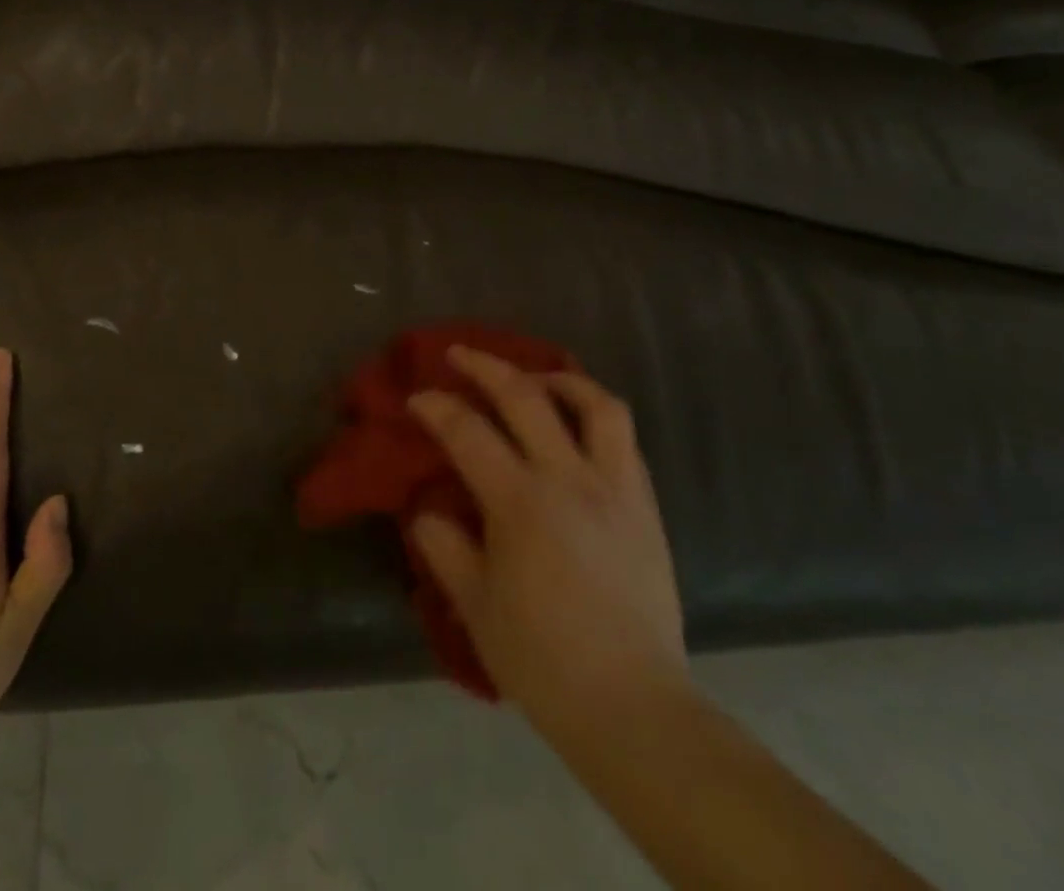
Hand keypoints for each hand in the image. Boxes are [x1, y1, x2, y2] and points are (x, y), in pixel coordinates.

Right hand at [408, 347, 686, 737]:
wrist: (633, 707)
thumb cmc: (543, 660)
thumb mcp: (474, 605)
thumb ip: (445, 547)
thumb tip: (429, 511)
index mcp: (521, 503)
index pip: (468, 432)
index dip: (436, 407)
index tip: (416, 398)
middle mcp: (570, 480)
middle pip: (527, 397)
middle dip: (486, 366)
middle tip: (460, 355)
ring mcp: (616, 489)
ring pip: (597, 405)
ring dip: (560, 379)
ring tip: (536, 379)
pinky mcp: (647, 508)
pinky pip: (624, 441)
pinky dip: (595, 418)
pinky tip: (577, 429)